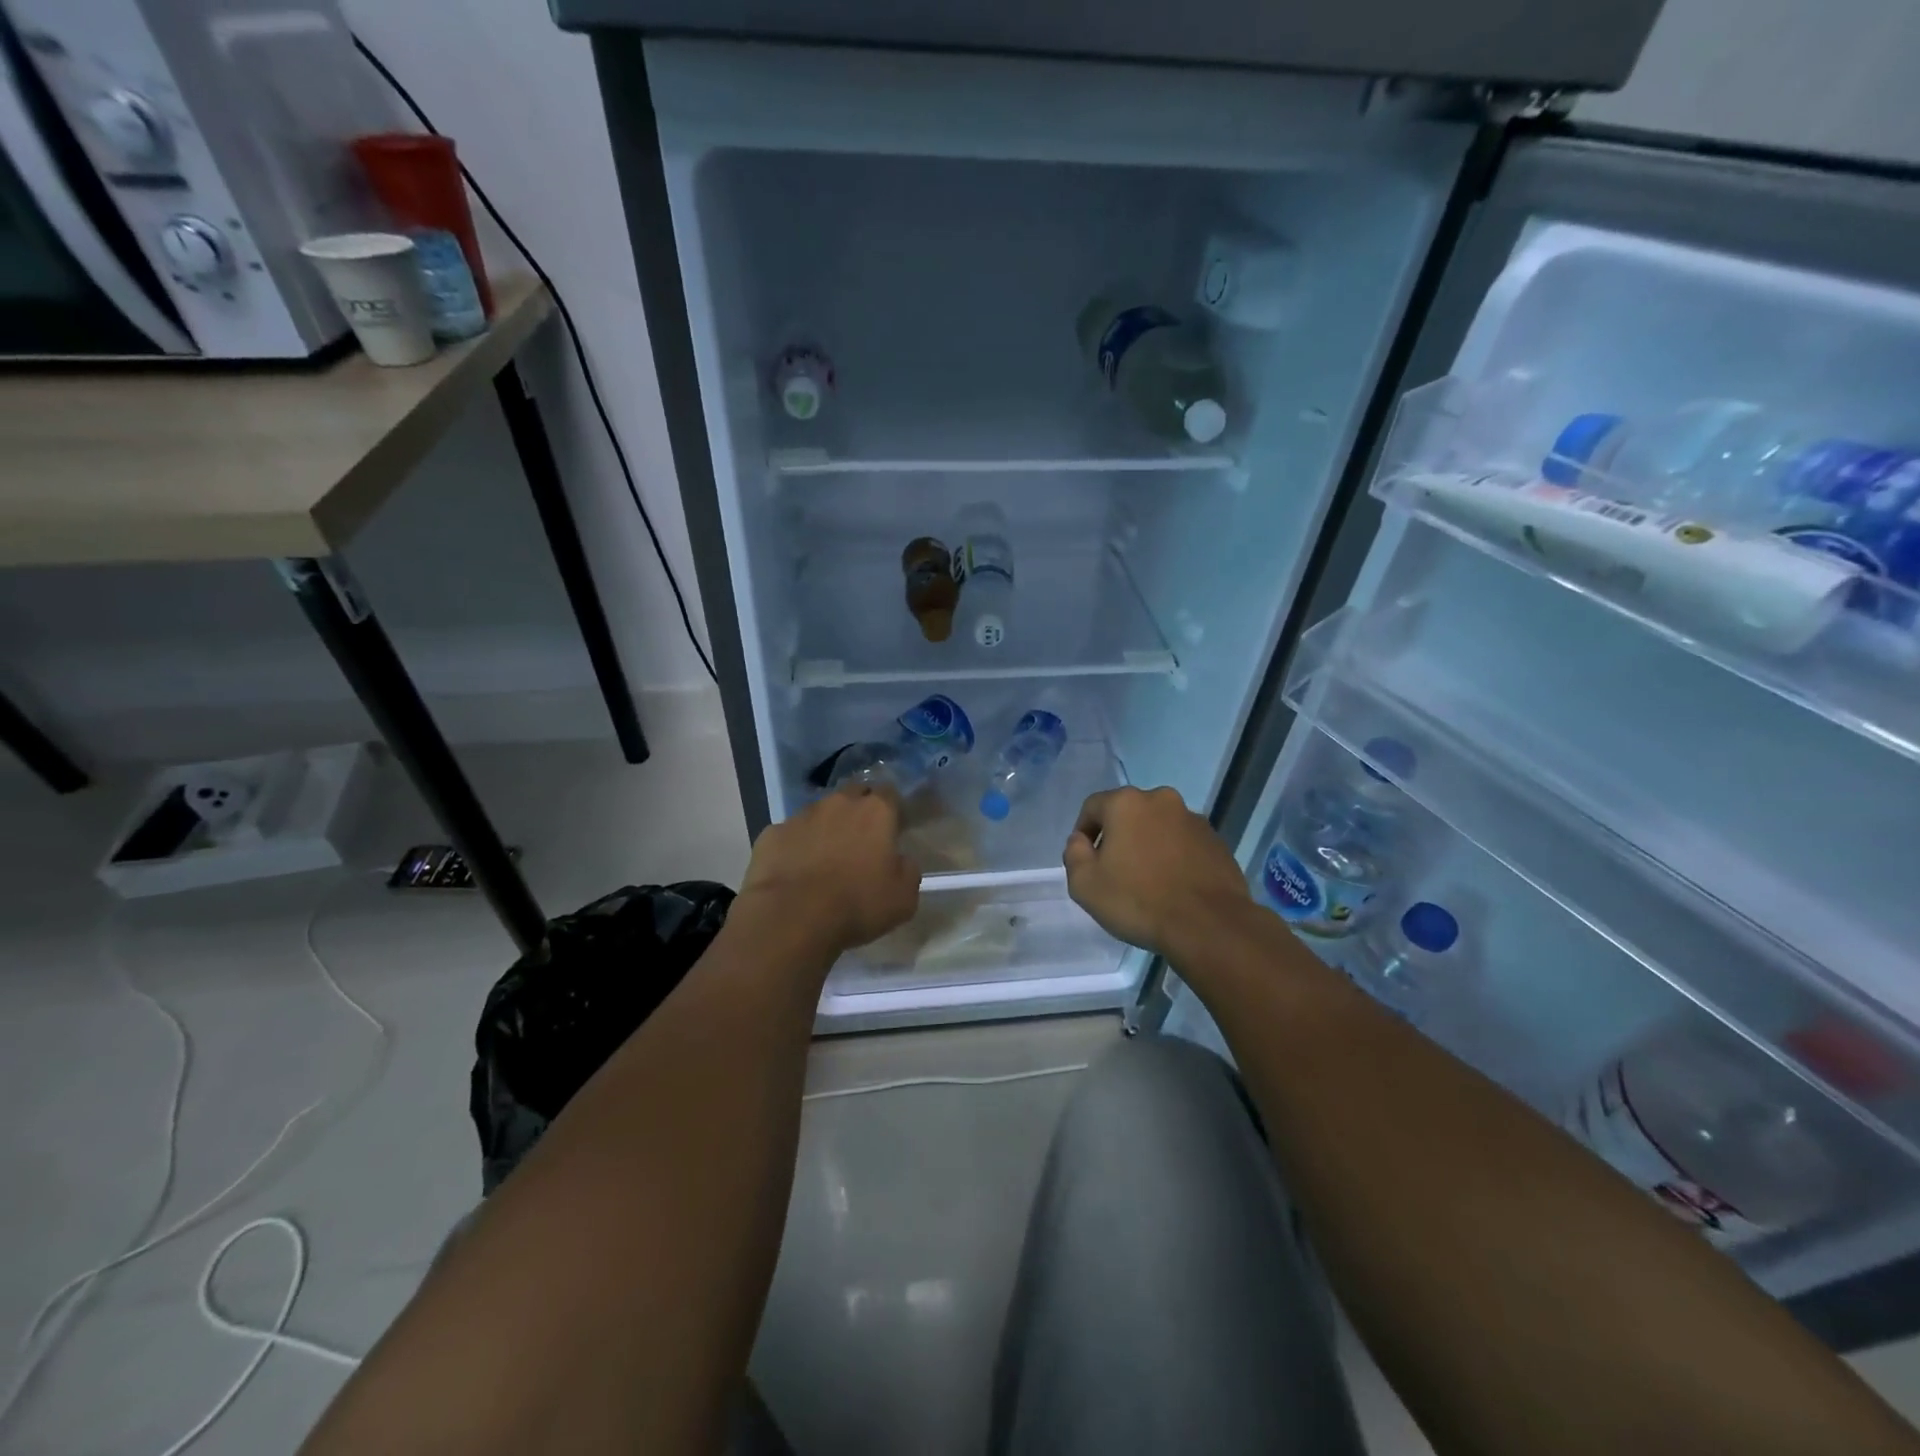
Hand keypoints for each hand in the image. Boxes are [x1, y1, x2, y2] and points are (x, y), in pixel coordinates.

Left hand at [739, 784, 919, 952]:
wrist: (792, 918)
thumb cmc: (857, 905)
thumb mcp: (904, 897)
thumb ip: (908, 869)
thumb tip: (899, 860)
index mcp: (876, 811)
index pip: (890, 793)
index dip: (893, 810)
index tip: (893, 831)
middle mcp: (838, 803)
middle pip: (853, 795)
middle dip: (858, 811)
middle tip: (860, 842)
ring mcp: (801, 816)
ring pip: (818, 813)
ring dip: (825, 829)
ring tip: (824, 860)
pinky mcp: (771, 834)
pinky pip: (789, 835)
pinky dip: (794, 848)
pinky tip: (794, 873)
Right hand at [1063, 786, 1248, 959]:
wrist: (1208, 926)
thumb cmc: (1138, 901)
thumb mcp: (1085, 884)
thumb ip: (1074, 854)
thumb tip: (1081, 841)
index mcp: (1126, 803)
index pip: (1093, 806)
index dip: (1084, 832)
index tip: (1086, 860)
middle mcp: (1162, 800)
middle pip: (1128, 813)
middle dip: (1118, 836)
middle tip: (1115, 870)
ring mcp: (1194, 819)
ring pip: (1159, 827)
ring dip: (1149, 845)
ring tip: (1148, 881)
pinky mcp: (1217, 841)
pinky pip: (1184, 843)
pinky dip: (1174, 856)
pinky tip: (1173, 886)